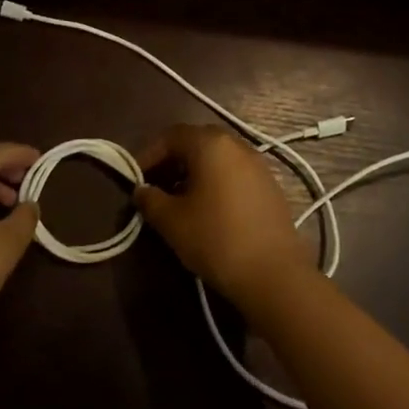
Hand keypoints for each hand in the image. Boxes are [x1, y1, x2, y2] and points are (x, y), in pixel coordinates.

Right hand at [134, 124, 311, 306]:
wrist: (274, 273)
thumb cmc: (216, 239)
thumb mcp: (172, 222)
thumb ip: (150, 200)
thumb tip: (141, 190)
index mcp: (210, 144)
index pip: (171, 136)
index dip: (149, 154)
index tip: (135, 177)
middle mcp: (236, 144)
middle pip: (196, 141)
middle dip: (172, 160)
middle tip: (156, 185)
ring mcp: (258, 163)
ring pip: (218, 157)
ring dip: (195, 171)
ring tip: (180, 199)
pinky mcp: (270, 185)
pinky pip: (235, 172)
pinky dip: (216, 181)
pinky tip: (209, 209)